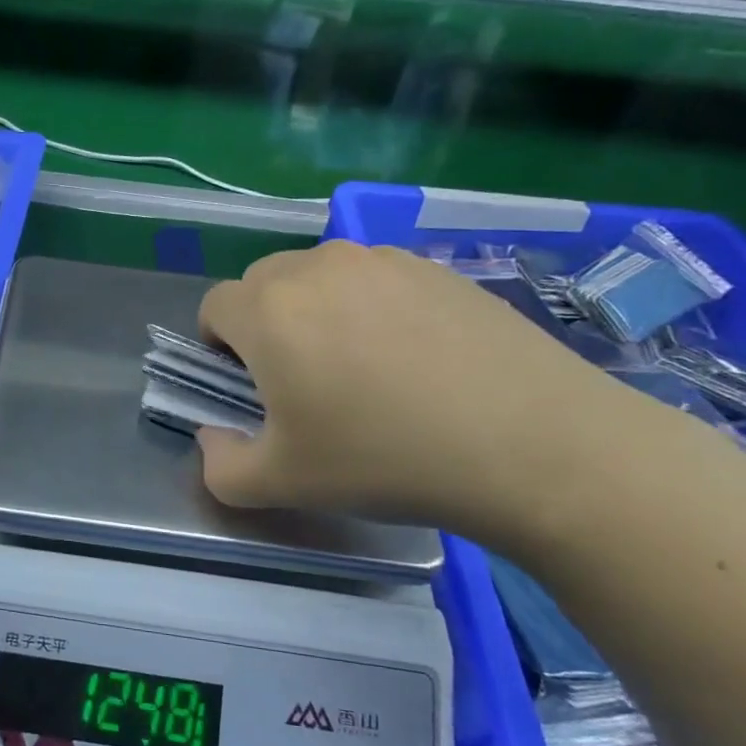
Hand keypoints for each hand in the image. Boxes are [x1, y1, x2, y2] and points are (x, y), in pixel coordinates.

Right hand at [194, 241, 660, 545]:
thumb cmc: (385, 459)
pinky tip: (416, 358)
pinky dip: (372, 307)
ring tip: (363, 367)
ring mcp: (382, 260)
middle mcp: (317, 267)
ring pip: (320, 276)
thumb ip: (220, 467)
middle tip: (302, 379)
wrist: (532, 445)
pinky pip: (376, 279)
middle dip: (263, 324)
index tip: (250, 387)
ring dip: (317, 311)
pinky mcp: (436, 268)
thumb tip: (212, 438)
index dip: (218, 347)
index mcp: (268, 310)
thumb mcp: (283, 484)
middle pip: (263, 283)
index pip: (214, 307)